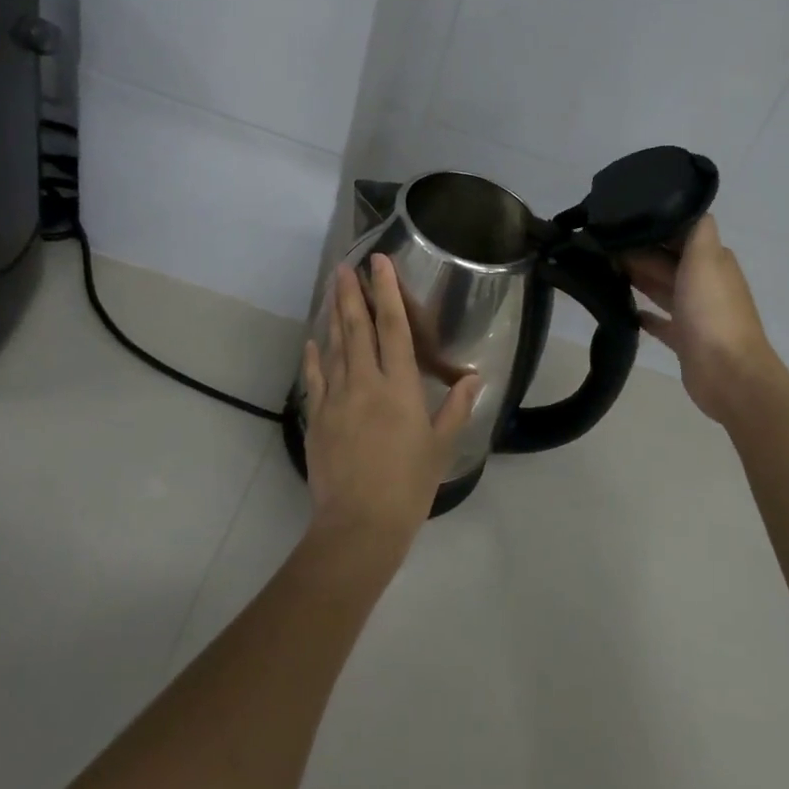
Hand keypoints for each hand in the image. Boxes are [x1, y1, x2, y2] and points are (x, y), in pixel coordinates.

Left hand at [300, 255, 481, 550]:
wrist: (359, 525)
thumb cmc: (408, 485)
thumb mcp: (441, 446)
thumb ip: (455, 408)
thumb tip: (475, 378)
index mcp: (399, 387)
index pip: (394, 328)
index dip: (387, 292)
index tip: (379, 263)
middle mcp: (366, 383)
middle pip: (358, 328)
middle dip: (352, 293)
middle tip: (345, 266)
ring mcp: (337, 399)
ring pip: (335, 347)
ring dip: (334, 315)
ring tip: (332, 289)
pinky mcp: (318, 418)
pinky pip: (315, 379)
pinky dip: (314, 357)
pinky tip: (313, 340)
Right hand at [622, 215, 786, 424]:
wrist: (728, 373)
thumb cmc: (712, 311)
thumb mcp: (706, 257)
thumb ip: (696, 229)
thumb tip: (683, 207)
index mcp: (712, 260)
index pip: (680, 233)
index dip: (654, 226)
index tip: (621, 219)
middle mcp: (705, 282)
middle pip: (668, 260)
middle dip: (639, 251)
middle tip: (601, 244)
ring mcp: (695, 313)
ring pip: (663, 287)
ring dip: (639, 278)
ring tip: (605, 268)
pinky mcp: (684, 340)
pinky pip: (661, 322)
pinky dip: (645, 315)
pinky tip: (624, 309)